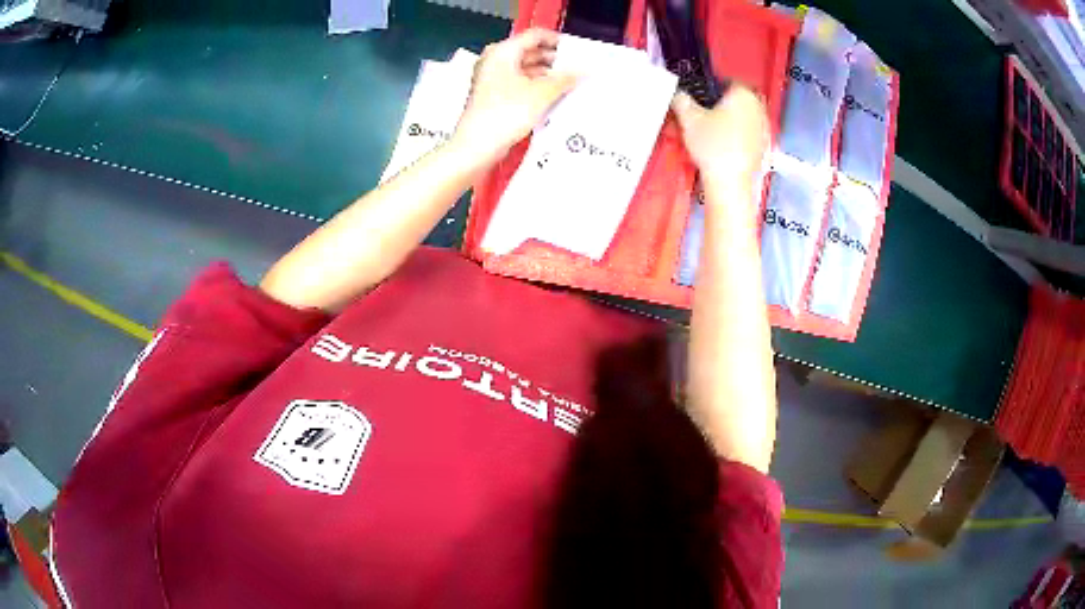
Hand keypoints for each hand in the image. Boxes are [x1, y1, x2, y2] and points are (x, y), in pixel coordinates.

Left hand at [453, 29, 577, 162]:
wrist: (477, 145)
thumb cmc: (506, 113)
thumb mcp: (542, 93)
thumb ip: (565, 79)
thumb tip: (584, 71)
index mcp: (503, 51)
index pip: (536, 36)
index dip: (559, 41)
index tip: (579, 52)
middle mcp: (495, 60)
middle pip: (531, 51)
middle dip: (555, 60)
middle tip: (579, 69)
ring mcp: (492, 78)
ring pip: (526, 68)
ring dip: (548, 75)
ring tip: (572, 84)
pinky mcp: (493, 95)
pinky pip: (520, 83)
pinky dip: (536, 87)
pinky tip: (555, 96)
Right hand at [671, 86, 768, 196]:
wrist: (730, 182)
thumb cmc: (715, 148)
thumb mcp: (688, 118)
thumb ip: (681, 100)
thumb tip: (679, 95)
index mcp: (744, 94)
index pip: (726, 81)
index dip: (710, 88)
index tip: (700, 96)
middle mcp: (758, 108)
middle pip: (735, 101)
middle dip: (719, 106)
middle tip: (702, 115)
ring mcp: (764, 129)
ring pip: (742, 119)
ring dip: (727, 122)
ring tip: (709, 133)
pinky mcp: (764, 148)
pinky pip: (746, 136)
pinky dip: (735, 138)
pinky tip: (721, 147)